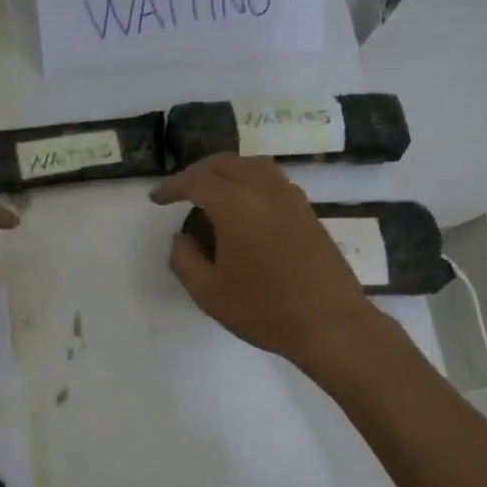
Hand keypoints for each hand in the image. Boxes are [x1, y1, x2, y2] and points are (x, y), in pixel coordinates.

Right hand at [151, 155, 376, 368]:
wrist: (329, 323)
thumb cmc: (264, 310)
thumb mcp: (209, 293)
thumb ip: (185, 260)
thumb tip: (182, 239)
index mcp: (236, 206)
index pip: (197, 181)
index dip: (173, 186)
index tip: (157, 198)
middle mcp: (265, 191)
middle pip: (226, 163)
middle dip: (199, 171)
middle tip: (181, 189)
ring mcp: (291, 199)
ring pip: (254, 165)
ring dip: (227, 171)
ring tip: (212, 190)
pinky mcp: (307, 212)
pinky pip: (273, 180)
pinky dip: (250, 180)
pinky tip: (245, 205)